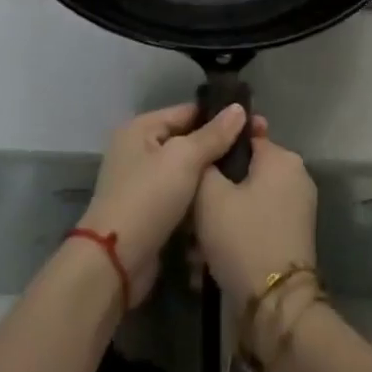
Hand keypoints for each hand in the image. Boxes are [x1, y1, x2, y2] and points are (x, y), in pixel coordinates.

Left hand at [77, 103, 251, 305]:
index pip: (188, 112)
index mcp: (140, 128)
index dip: (220, 117)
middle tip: (255, 152)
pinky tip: (226, 202)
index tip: (255, 124)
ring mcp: (144, 183)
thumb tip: (239, 107)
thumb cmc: (148, 198)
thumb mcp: (184, 158)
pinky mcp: (151, 213)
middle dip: (219, 149)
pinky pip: (182, 197)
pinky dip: (199, 200)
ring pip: (188, 172)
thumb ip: (214, 134)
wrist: (115, 263)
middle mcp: (139, 150)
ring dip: (211, 178)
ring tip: (247, 177)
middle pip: (188, 142)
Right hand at [193, 131, 317, 304]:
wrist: (276, 305)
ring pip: (248, 201)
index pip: (243, 137)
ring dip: (222, 218)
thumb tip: (208, 149)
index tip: (193, 168)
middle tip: (190, 214)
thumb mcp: (210, 195)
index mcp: (282, 158)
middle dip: (216, 192)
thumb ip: (205, 162)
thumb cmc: (242, 237)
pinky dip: (236, 234)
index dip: (216, 150)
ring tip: (195, 246)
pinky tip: (209, 259)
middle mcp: (296, 176)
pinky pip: (258, 222)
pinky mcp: (294, 236)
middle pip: (245, 173)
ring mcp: (298, 207)